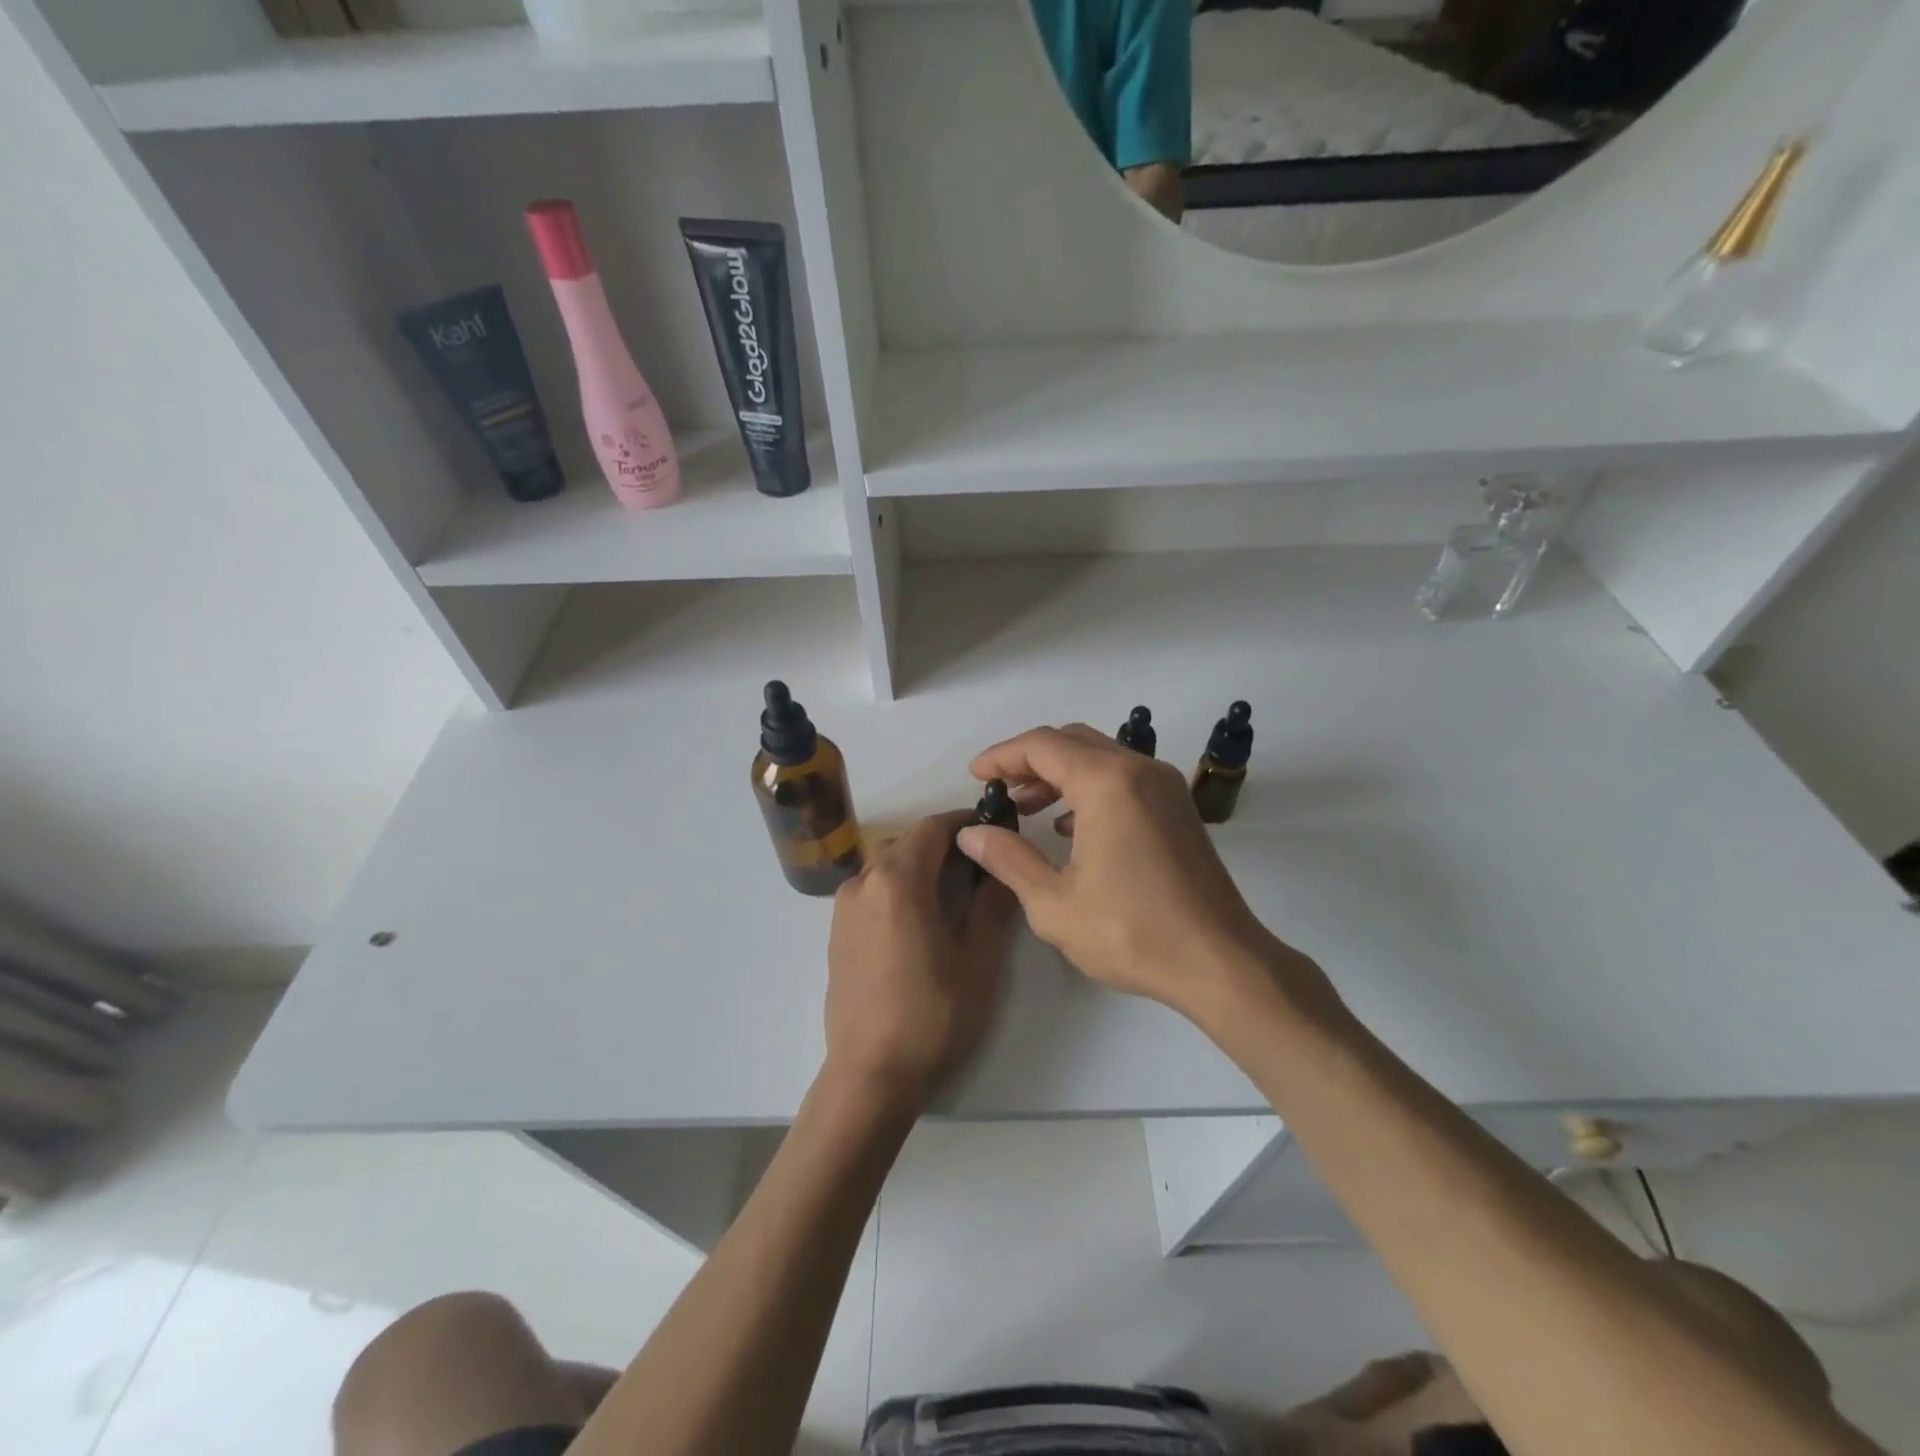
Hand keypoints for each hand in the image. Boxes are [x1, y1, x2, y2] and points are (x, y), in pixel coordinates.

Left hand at [824, 809, 1018, 1112]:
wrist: (870, 1077)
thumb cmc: (932, 1016)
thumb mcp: (978, 960)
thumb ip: (993, 904)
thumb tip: (1003, 868)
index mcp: (897, 880)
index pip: (933, 828)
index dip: (966, 823)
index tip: (994, 832)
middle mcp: (863, 882)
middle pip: (909, 844)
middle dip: (945, 846)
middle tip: (983, 868)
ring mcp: (843, 908)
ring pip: (888, 867)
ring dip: (921, 868)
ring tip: (955, 895)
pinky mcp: (836, 933)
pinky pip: (872, 892)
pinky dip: (899, 889)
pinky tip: (921, 921)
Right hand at [956, 725, 1328, 1022]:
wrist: (1220, 962)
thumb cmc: (1132, 933)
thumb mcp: (1053, 903)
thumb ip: (1008, 859)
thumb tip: (972, 833)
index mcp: (1107, 783)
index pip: (1042, 745)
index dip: (1002, 756)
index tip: (975, 776)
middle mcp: (1139, 770)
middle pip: (1072, 741)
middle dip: (1029, 760)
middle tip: (999, 790)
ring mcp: (1165, 786)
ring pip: (1100, 756)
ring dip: (1059, 772)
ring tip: (1027, 806)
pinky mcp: (1178, 807)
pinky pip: (1123, 776)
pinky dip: (1089, 786)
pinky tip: (1069, 825)